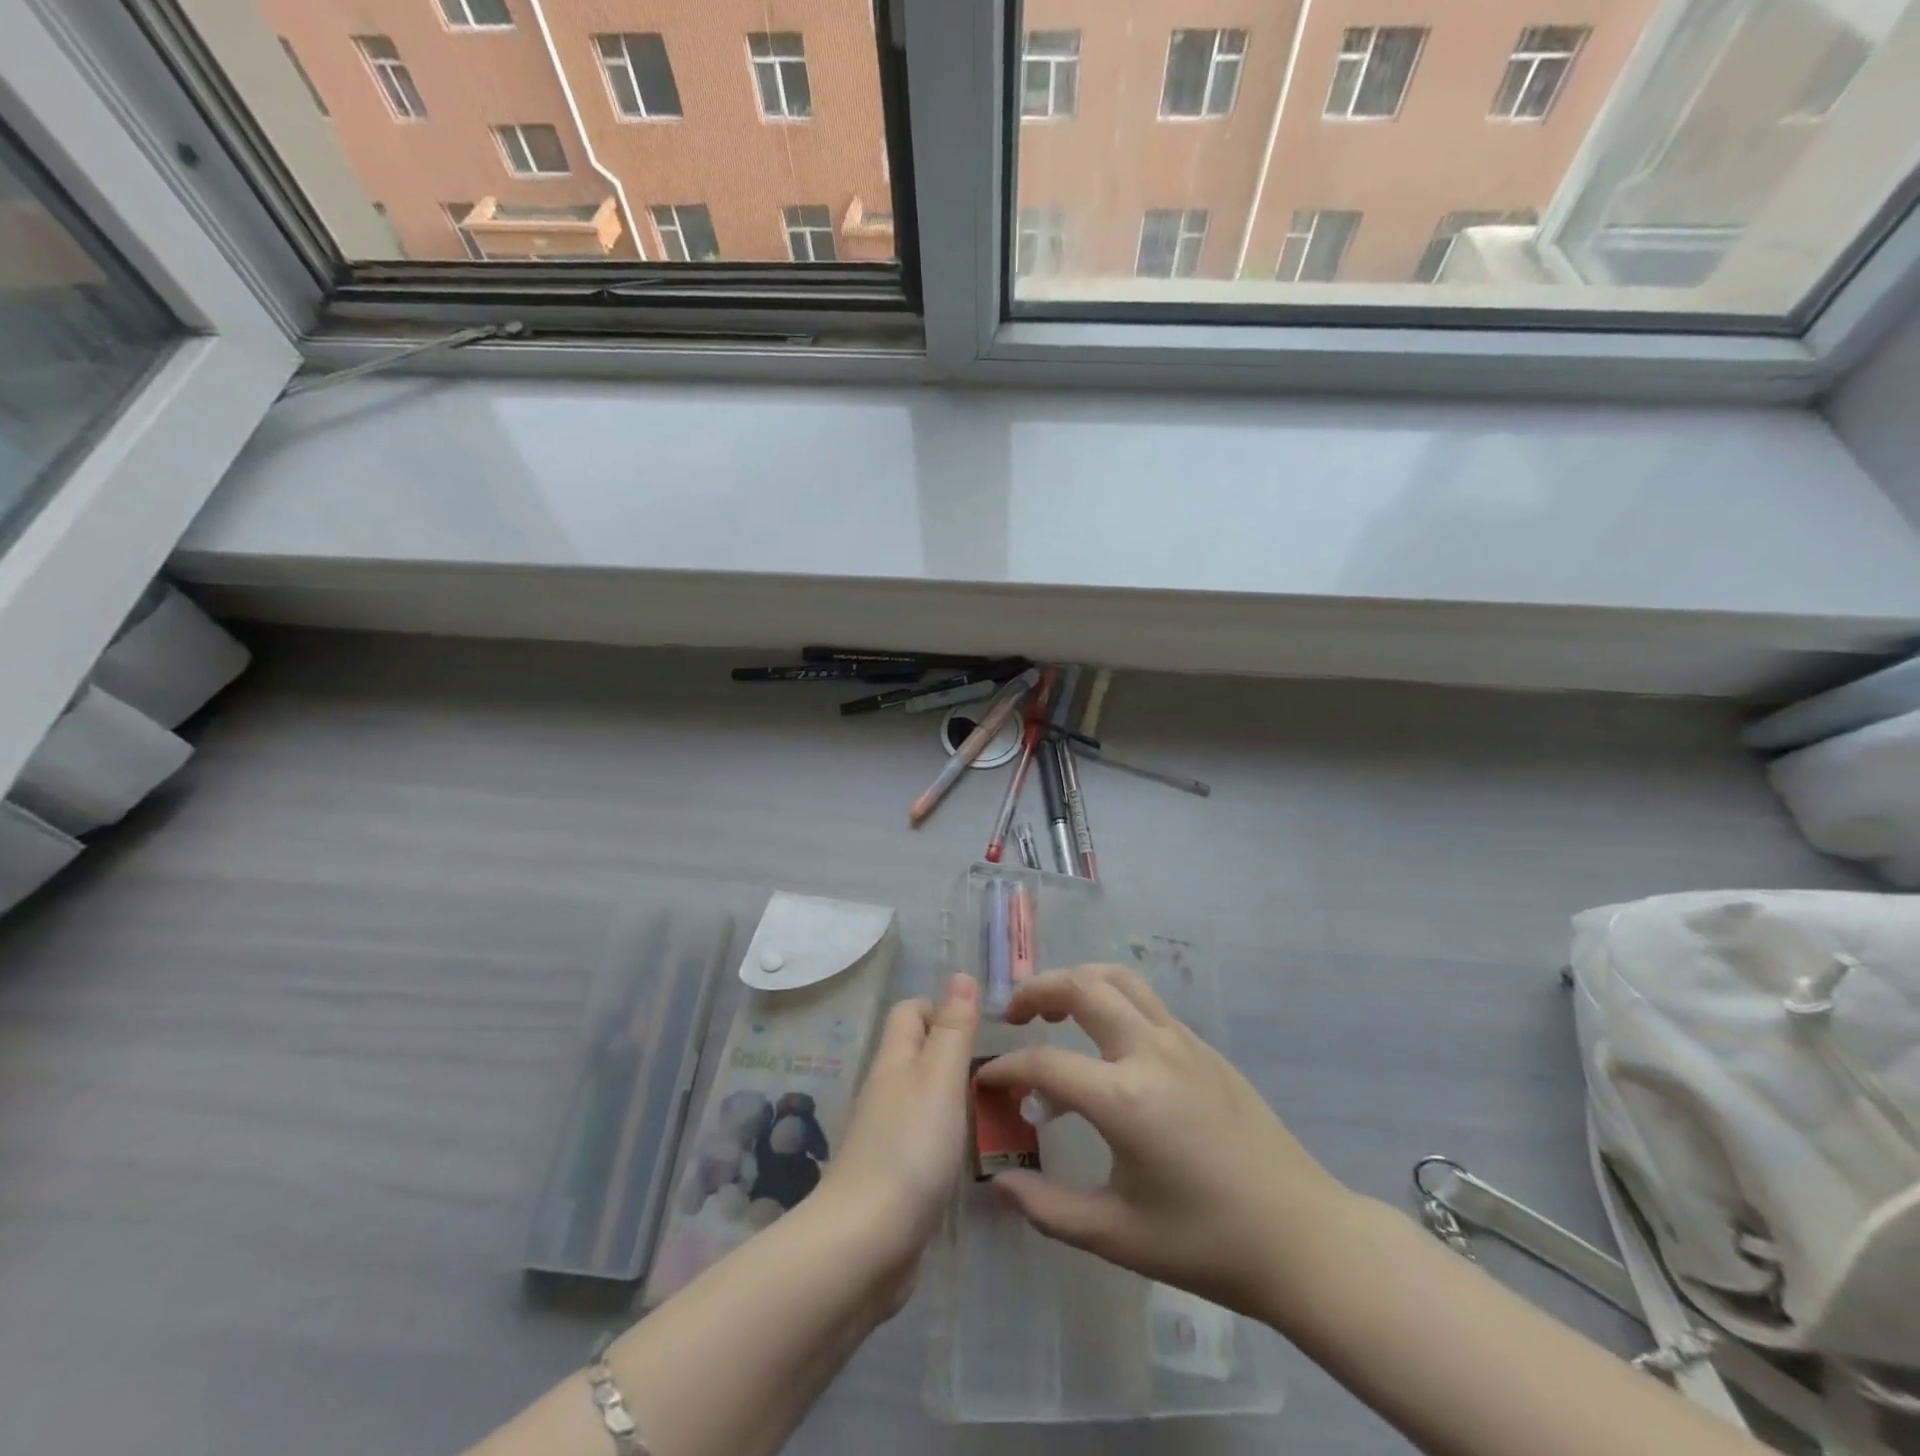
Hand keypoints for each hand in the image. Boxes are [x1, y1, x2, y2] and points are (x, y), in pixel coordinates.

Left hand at [814, 972, 978, 1312]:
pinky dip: (948, 1133)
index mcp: (894, 1061)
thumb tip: (961, 975)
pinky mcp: (894, 1176)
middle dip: (954, 1051)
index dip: (943, 1007)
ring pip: (923, 1096)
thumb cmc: (910, 1148)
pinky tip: (972, 1151)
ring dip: (954, 1094)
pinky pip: (924, 1137)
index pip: (911, 1012)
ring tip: (998, 1107)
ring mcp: (887, 1135)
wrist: (866, 1243)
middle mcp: (886, 1091)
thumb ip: (953, 1029)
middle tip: (1001, 1069)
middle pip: (917, 1052)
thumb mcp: (940, 1078)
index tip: (984, 1027)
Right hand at [975, 964, 1350, 1318]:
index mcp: (1125, 1099)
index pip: (1044, 1063)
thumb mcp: (1118, 1236)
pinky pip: (1146, 1003)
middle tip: (1013, 1015)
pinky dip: (1111, 1000)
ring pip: (1119, 979)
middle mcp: (1151, 1052)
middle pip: (1082, 986)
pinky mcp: (1204, 1047)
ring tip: (1054, 1009)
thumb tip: (1000, 1186)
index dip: (1006, 1070)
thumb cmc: (1207, 1243)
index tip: (985, 1082)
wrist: (1303, 1238)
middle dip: (1037, 990)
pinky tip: (1105, 1044)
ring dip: (1078, 981)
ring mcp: (1183, 1042)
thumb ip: (1049, 1208)